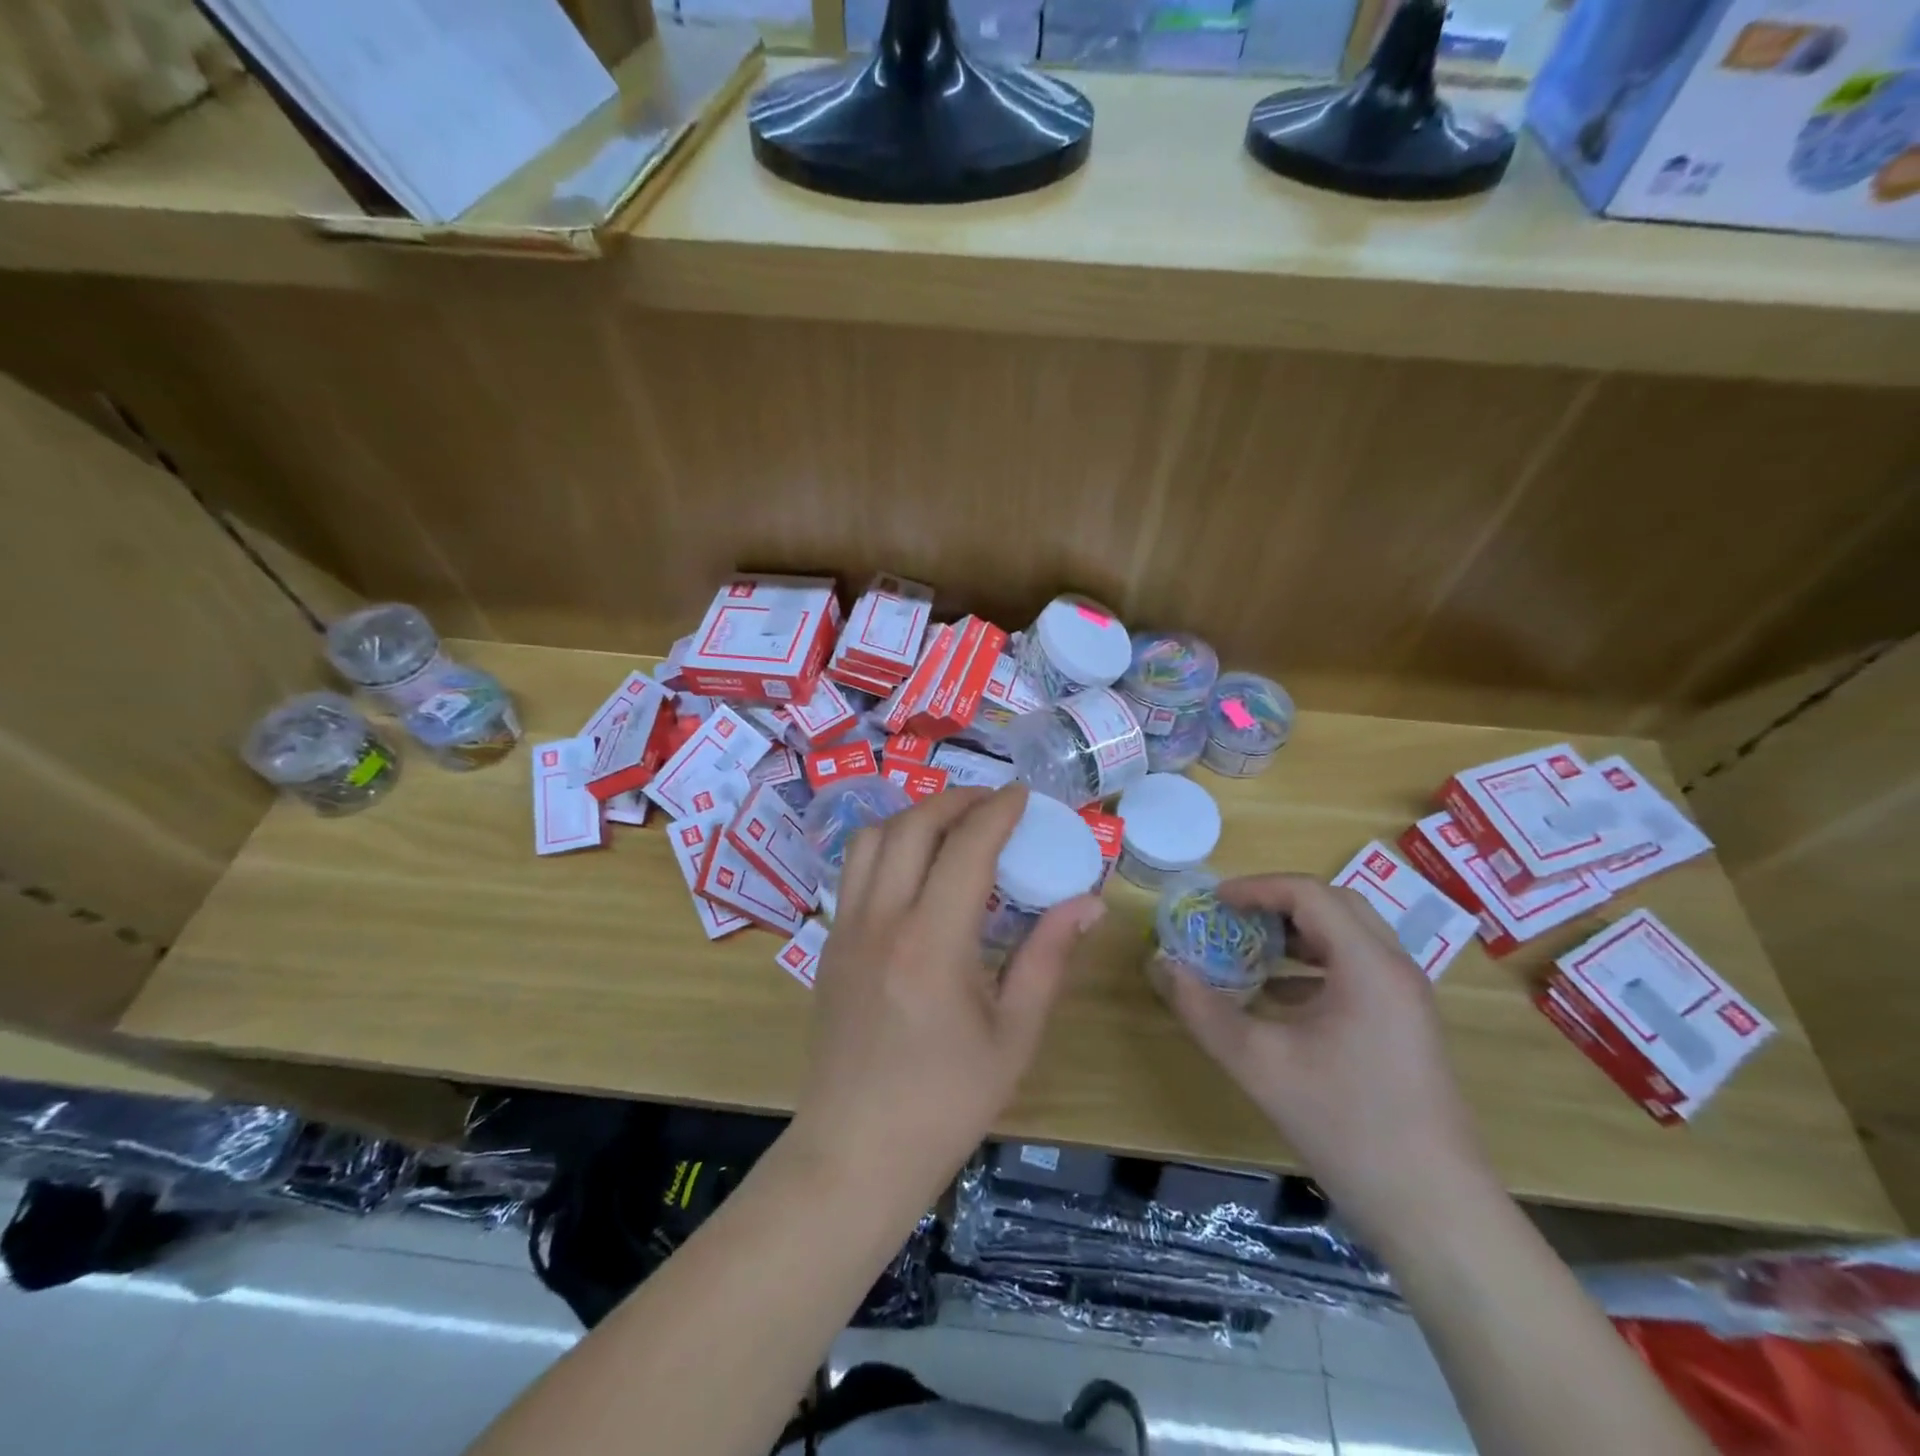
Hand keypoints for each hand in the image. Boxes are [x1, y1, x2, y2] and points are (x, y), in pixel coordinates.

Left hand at [791, 784, 1105, 1205]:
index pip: (966, 847)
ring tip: (952, 826)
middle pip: (912, 826)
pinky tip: (916, 869)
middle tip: (991, 805)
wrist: (855, 1152)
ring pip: (872, 838)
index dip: (997, 811)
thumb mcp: (1013, 1036)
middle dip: (955, 800)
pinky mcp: (828, 944)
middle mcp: (881, 921)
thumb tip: (1087, 902)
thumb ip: (1048, 958)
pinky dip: (888, 846)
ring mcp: (845, 929)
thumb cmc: (945, 1104)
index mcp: (932, 943)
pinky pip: (855, 870)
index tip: (1023, 796)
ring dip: (914, 817)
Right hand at [1164, 875, 1496, 1251]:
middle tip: (1231, 916)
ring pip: (1349, 937)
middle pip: (1334, 905)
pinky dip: (1314, 966)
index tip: (1213, 902)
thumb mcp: (1258, 1064)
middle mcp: (1394, 969)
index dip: (1256, 888)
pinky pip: (1357, 971)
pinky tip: (1277, 997)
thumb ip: (1203, 1009)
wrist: (1434, 1210)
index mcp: (1367, 965)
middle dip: (1278, 902)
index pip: (1308, 893)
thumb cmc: (1345, 1124)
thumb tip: (1161, 965)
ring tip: (1249, 947)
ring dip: (1297, 933)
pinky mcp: (1406, 1027)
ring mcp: (1406, 999)